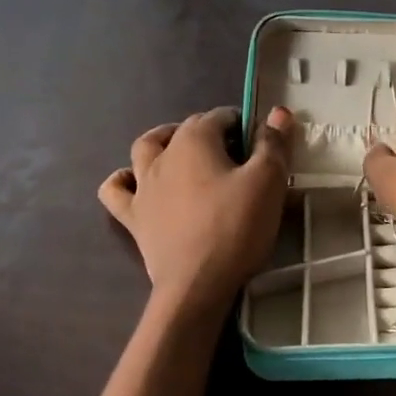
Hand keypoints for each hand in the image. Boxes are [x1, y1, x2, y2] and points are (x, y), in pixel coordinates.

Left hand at [99, 106, 294, 316]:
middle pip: (185, 129)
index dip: (242, 125)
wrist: (198, 284)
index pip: (220, 117)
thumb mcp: (268, 182)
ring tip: (185, 155)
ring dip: (164, 143)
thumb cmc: (236, 228)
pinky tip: (135, 182)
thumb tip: (278, 111)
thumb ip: (273, 144)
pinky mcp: (133, 217)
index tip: (261, 145)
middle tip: (237, 157)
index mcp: (194, 140)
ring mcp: (142, 186)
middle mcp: (162, 155)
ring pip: (145, 149)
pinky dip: (124, 180)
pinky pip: (116, 190)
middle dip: (211, 133)